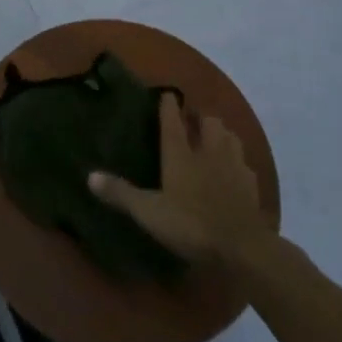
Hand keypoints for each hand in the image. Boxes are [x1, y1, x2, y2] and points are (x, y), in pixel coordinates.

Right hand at [89, 94, 271, 266]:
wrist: (242, 248)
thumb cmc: (191, 225)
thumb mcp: (149, 212)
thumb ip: (121, 193)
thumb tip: (89, 176)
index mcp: (181, 153)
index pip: (173, 120)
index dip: (169, 105)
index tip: (167, 94)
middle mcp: (209, 151)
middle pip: (209, 121)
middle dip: (200, 117)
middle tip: (192, 120)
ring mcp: (234, 166)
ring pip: (231, 137)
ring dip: (222, 134)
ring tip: (214, 139)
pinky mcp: (251, 185)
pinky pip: (245, 164)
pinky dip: (238, 162)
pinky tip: (234, 171)